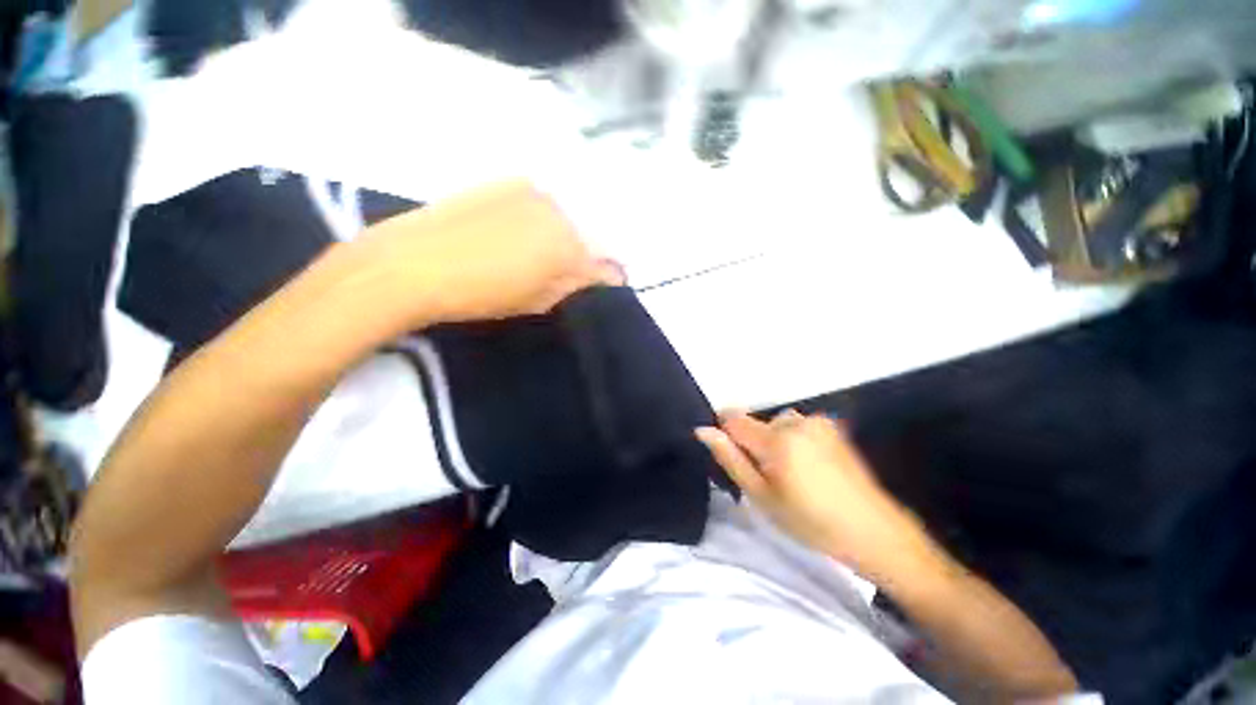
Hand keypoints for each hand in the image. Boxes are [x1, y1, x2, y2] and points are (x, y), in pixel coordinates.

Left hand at [363, 180, 622, 324]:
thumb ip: (574, 286)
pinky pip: (537, 205)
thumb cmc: (481, 294)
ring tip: (533, 257)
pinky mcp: (505, 182)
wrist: (413, 264)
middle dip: (581, 258)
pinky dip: (537, 221)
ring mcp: (531, 191)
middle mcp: (558, 211)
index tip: (599, 290)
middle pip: (585, 238)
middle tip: (560, 277)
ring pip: (562, 219)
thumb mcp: (538, 301)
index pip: (605, 265)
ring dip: (559, 238)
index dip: (605, 280)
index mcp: (569, 246)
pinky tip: (513, 237)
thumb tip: (601, 278)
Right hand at [696, 410, 933, 580]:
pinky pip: (797, 426)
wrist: (875, 532)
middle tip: (771, 479)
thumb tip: (702, 430)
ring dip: (774, 441)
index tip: (737, 460)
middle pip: (756, 423)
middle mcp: (795, 422)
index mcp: (776, 440)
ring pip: (776, 424)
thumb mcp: (762, 497)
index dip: (726, 435)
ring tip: (793, 475)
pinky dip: (794, 440)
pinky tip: (811, 467)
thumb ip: (730, 459)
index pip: (733, 419)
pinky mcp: (832, 426)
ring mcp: (817, 421)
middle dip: (754, 443)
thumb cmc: (811, 522)